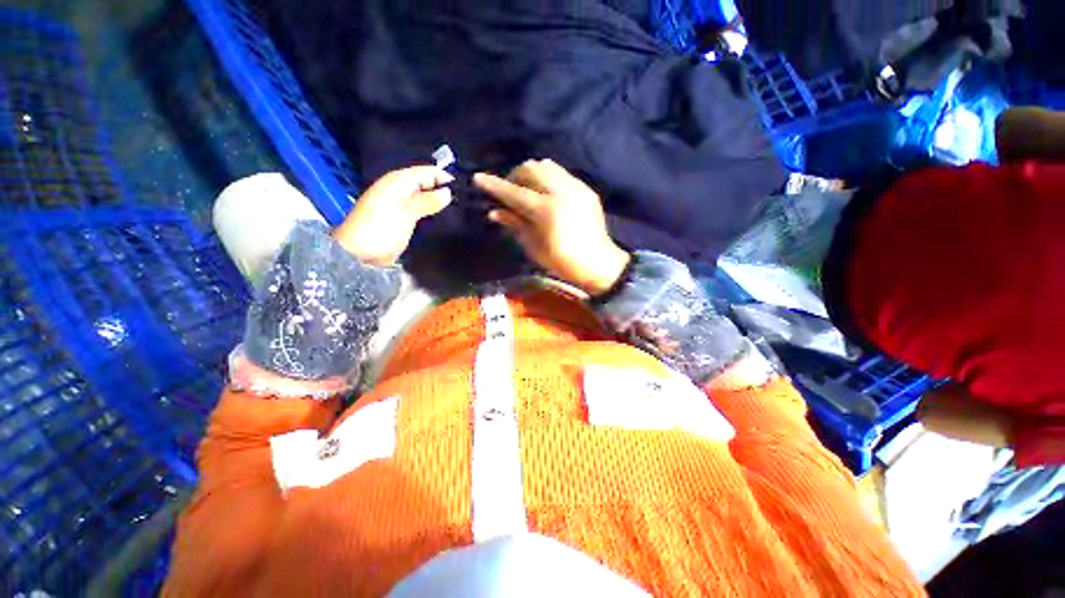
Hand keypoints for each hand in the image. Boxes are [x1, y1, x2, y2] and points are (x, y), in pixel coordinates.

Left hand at [332, 166, 453, 265]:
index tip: (465, 192)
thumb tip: (448, 192)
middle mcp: (402, 189)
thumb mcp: (407, 212)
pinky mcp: (405, 219)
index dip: (446, 178)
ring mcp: (403, 205)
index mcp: (399, 180)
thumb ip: (428, 200)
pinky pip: (424, 210)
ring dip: (441, 204)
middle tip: (466, 204)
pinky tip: (446, 220)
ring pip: (427, 198)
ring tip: (461, 212)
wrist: (360, 254)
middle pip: (429, 184)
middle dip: (445, 191)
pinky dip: (434, 213)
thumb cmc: (382, 228)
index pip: (429, 171)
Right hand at [474, 159, 629, 295]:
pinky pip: (562, 174)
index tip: (478, 178)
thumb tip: (494, 211)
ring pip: (547, 166)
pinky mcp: (586, 189)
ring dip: (532, 173)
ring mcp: (577, 188)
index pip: (515, 192)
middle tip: (509, 191)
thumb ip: (515, 224)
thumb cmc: (562, 262)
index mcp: (547, 211)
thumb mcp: (534, 247)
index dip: (495, 185)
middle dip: (514, 175)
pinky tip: (547, 194)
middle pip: (531, 169)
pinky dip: (549, 178)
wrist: (599, 263)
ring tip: (528, 190)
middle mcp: (562, 192)